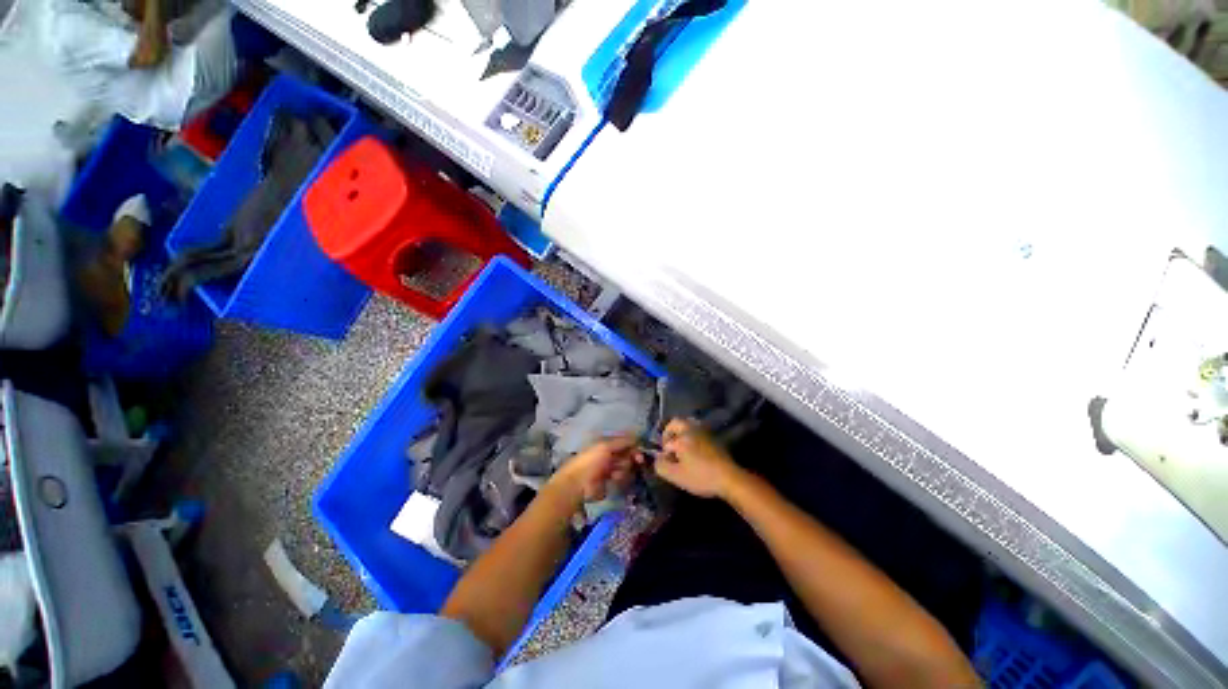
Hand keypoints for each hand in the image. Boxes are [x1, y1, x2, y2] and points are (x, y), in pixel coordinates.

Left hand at [552, 436, 641, 503]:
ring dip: (624, 468)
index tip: (641, 447)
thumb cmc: (591, 460)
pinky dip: (621, 477)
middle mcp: (609, 455)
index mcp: (606, 444)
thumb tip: (637, 435)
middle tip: (639, 460)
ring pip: (626, 466)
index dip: (633, 443)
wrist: (579, 484)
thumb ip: (622, 441)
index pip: (624, 441)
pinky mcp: (611, 482)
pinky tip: (614, 478)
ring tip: (617, 471)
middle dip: (632, 456)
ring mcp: (610, 468)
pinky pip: (622, 477)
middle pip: (627, 453)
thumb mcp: (606, 446)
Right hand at [654, 419, 742, 498]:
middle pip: (676, 423)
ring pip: (688, 425)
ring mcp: (704, 432)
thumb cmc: (701, 476)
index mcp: (681, 437)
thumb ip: (661, 466)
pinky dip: (692, 436)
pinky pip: (697, 431)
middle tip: (669, 447)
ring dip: (681, 433)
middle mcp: (691, 429)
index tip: (667, 465)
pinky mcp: (713, 438)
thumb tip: (657, 460)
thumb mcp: (676, 476)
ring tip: (681, 448)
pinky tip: (694, 452)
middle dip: (669, 433)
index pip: (666, 443)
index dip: (664, 454)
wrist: (730, 478)